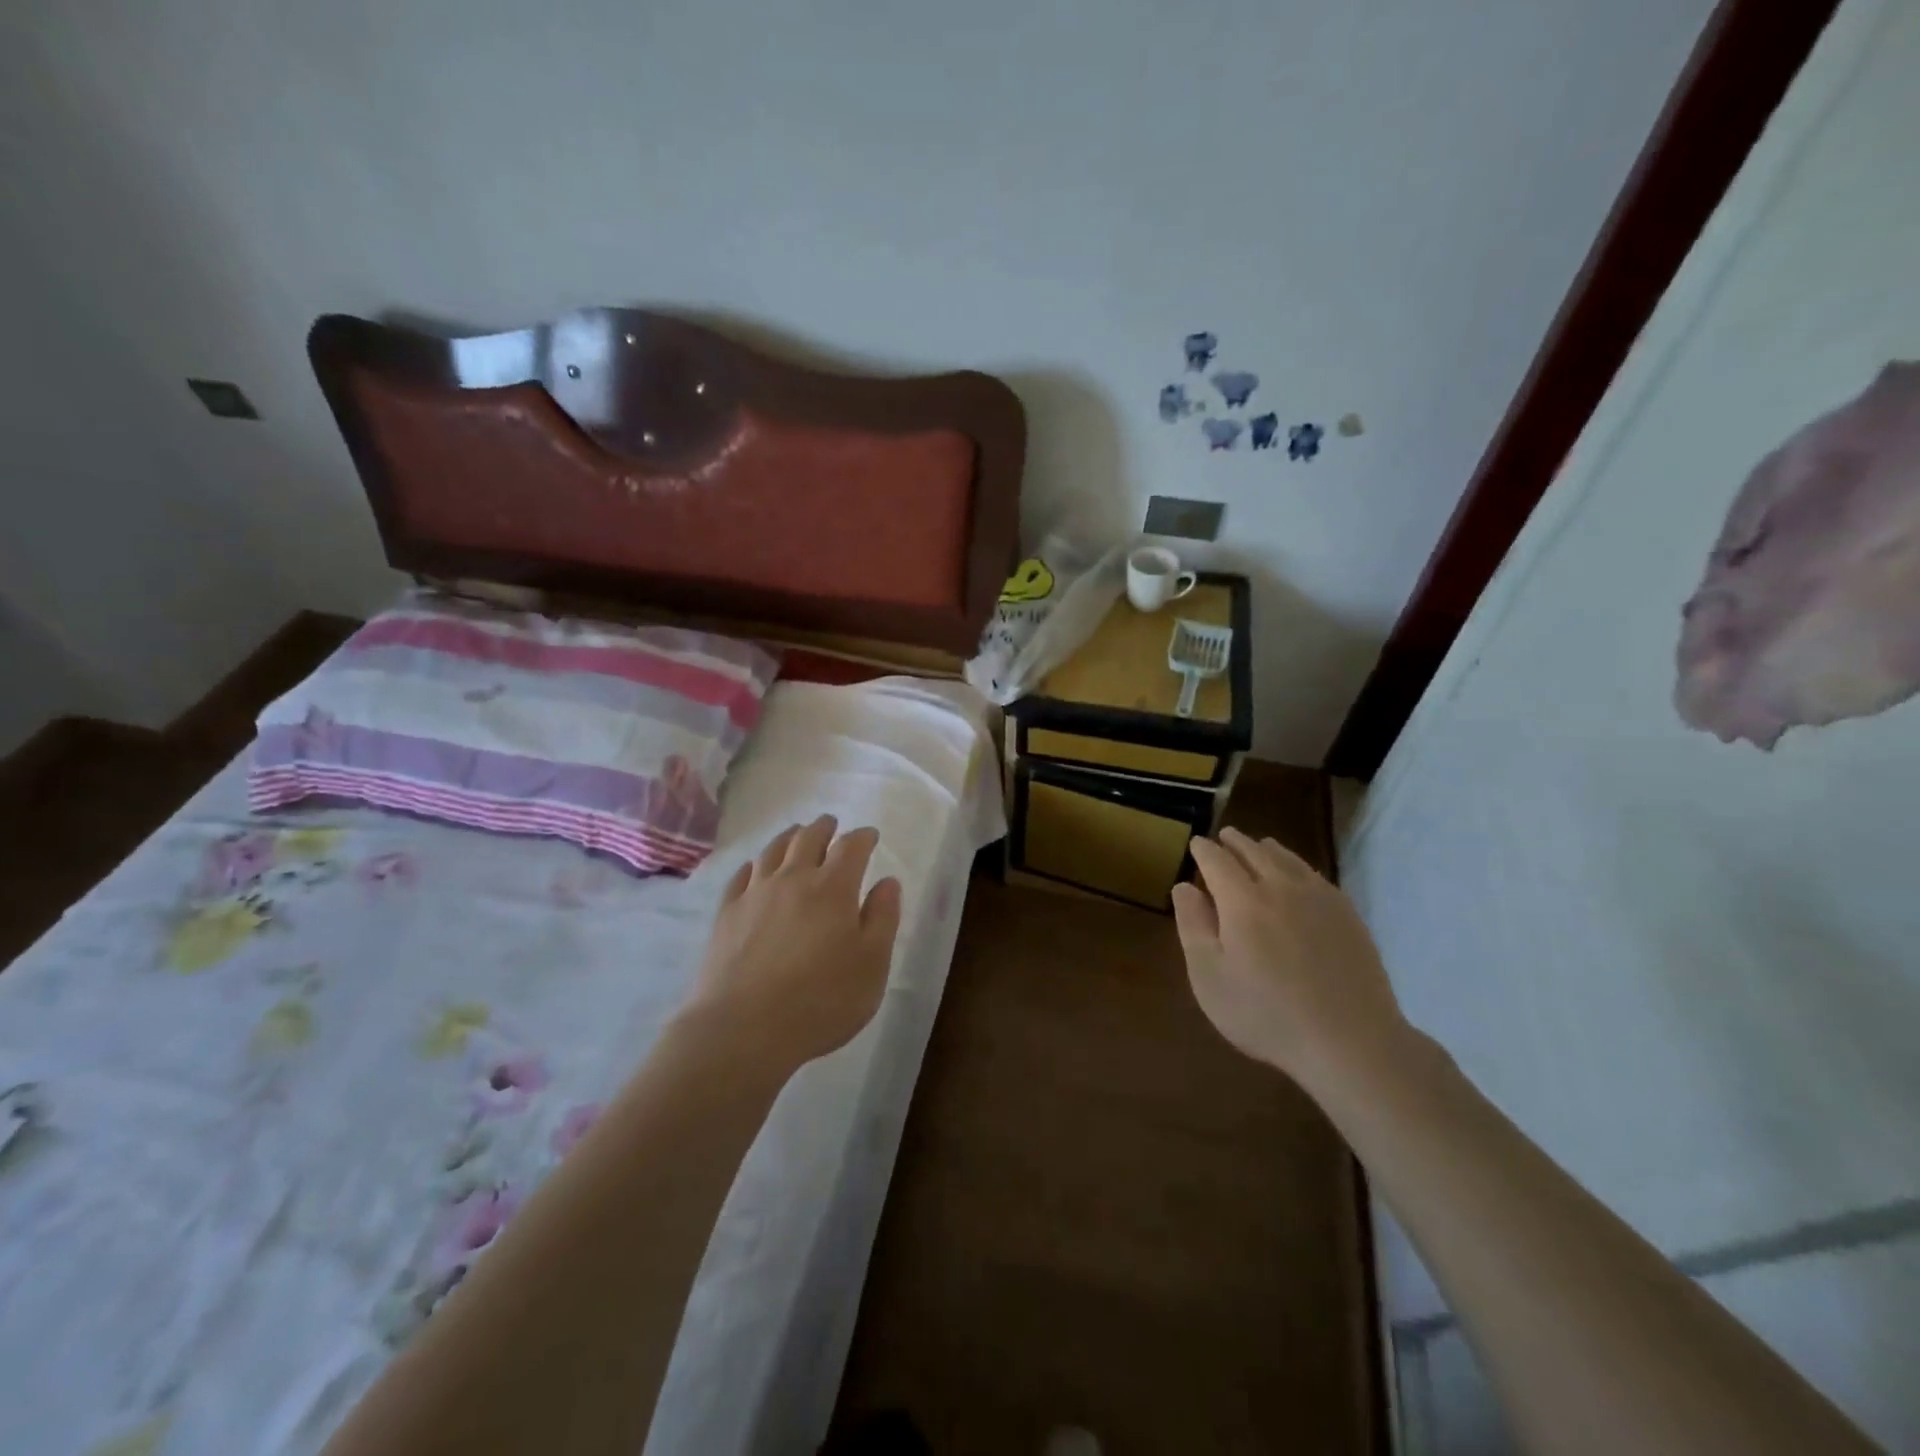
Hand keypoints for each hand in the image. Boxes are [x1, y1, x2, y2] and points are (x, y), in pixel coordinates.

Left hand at [680, 816, 903, 1073]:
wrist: (743, 1028)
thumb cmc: (821, 1000)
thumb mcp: (872, 965)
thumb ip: (883, 919)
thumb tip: (887, 881)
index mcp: (834, 888)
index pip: (851, 847)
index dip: (863, 837)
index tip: (870, 835)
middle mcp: (793, 879)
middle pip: (808, 838)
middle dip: (824, 828)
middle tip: (831, 824)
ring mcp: (755, 894)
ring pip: (773, 851)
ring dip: (789, 837)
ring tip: (796, 834)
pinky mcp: (727, 914)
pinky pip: (742, 876)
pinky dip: (755, 865)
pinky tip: (756, 869)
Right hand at [1171, 827, 1408, 1092]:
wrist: (1350, 1041)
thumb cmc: (1266, 1014)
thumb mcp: (1210, 977)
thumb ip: (1193, 926)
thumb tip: (1184, 886)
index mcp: (1242, 900)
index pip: (1217, 860)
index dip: (1203, 850)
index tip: (1195, 844)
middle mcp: (1281, 887)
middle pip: (1254, 851)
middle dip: (1234, 841)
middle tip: (1223, 837)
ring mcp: (1319, 898)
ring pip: (1287, 858)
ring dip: (1266, 848)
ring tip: (1258, 846)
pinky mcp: (1347, 914)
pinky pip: (1314, 875)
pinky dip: (1296, 866)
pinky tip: (1297, 876)